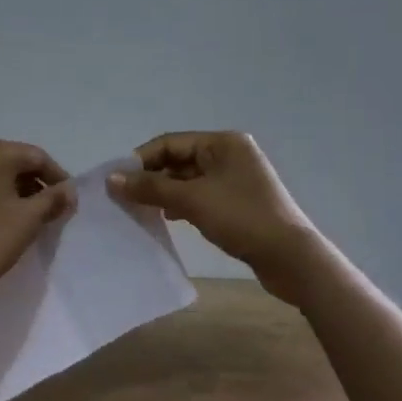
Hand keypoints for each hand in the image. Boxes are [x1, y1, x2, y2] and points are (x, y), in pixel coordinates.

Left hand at [0, 138, 71, 310]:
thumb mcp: (29, 219)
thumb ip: (54, 198)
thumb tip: (68, 189)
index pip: (36, 157)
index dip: (57, 177)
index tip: (68, 200)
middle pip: (11, 161)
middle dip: (33, 182)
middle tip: (49, 208)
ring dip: (11, 189)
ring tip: (24, 216)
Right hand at [109, 131, 315, 300]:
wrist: (290, 257)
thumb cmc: (241, 218)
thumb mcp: (191, 200)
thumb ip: (150, 187)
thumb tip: (111, 179)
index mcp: (223, 142)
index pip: (169, 142)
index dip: (140, 160)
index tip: (116, 182)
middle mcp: (230, 154)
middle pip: (178, 160)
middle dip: (151, 178)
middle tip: (125, 199)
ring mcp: (235, 179)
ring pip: (188, 179)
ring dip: (164, 192)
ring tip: (142, 210)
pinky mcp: (238, 202)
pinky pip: (200, 195)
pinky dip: (182, 203)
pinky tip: (169, 218)